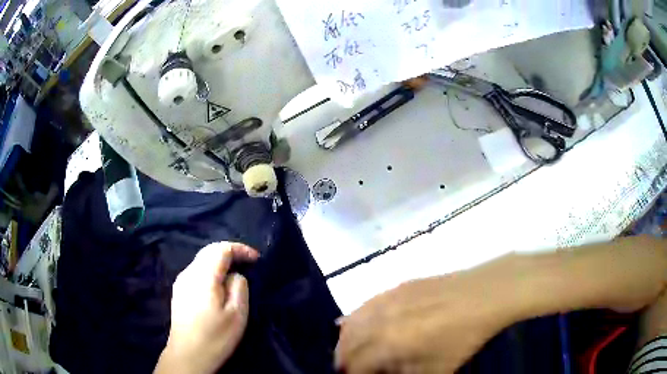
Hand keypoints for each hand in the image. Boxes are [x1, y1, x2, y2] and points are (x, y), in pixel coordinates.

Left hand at [155, 242, 258, 373]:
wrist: (188, 355)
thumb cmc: (215, 337)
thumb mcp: (237, 314)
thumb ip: (239, 287)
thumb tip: (235, 275)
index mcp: (203, 276)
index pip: (222, 249)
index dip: (241, 249)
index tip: (257, 259)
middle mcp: (189, 273)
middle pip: (209, 251)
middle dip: (230, 252)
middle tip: (248, 263)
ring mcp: (181, 282)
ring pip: (201, 261)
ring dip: (220, 262)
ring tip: (235, 274)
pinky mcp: (179, 291)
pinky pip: (196, 271)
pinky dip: (211, 271)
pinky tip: (218, 286)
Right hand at [335, 256, 521, 373]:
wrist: (483, 295)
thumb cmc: (462, 338)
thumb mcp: (436, 370)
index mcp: (388, 343)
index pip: (355, 365)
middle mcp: (378, 319)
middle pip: (346, 344)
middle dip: (343, 360)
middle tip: (350, 370)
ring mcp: (385, 298)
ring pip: (350, 322)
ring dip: (346, 341)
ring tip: (351, 353)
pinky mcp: (395, 287)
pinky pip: (364, 306)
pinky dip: (355, 320)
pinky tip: (358, 326)